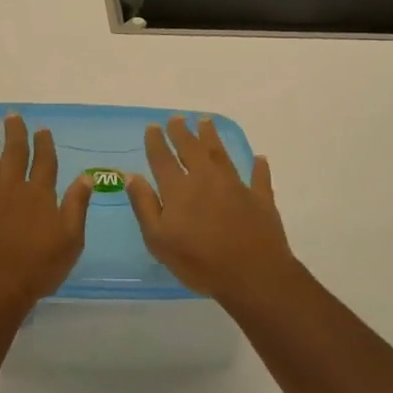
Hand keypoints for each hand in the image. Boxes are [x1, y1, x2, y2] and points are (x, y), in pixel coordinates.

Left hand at [0, 114, 93, 308]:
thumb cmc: (36, 267)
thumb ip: (77, 206)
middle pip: (14, 152)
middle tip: (12, 114)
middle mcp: (11, 186)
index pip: (44, 162)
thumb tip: (86, 176)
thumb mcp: (70, 240)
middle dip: (15, 132)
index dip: (44, 144)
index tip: (41, 128)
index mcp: (39, 194)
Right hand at [127, 116, 295, 305]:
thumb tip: (132, 176)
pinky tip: (259, 159)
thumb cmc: (199, 262)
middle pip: (192, 149)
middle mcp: (206, 179)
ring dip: (212, 137)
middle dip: (182, 132)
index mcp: (179, 189)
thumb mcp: (159, 240)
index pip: (163, 159)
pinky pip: (258, 178)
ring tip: (206, 121)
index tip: (153, 126)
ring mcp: (235, 186)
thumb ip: (145, 205)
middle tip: (177, 118)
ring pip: (221, 154)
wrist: (252, 274)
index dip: (156, 141)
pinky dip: (258, 167)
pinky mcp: (260, 199)